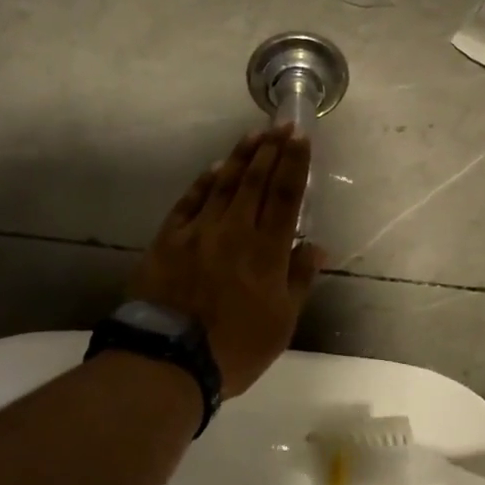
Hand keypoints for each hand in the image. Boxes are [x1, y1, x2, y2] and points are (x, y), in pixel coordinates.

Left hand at [128, 125, 326, 399]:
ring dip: (240, 157)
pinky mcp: (168, 240)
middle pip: (256, 181)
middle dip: (271, 149)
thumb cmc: (236, 347)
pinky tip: (215, 168)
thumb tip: (316, 245)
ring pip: (224, 184)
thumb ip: (299, 279)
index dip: (295, 163)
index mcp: (267, 251)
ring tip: (254, 134)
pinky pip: (190, 202)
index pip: (285, 196)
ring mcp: (198, 232)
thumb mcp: (282, 322)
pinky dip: (204, 182)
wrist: (170, 360)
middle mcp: (235, 231)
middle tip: (281, 124)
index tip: (301, 137)